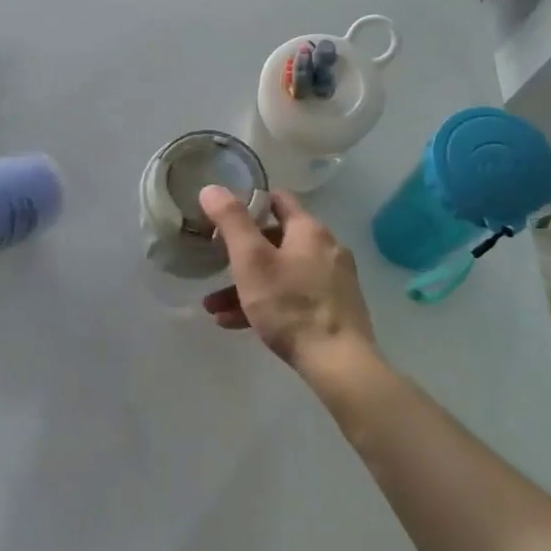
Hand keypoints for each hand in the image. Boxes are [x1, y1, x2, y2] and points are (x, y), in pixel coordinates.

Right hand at [199, 186, 375, 372]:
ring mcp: (334, 280)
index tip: (223, 217)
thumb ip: (231, 221)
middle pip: (277, 240)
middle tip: (215, 266)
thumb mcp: (251, 260)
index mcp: (309, 230)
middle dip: (241, 254)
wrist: (338, 363)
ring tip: (214, 307)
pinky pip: (293, 296)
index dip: (249, 203)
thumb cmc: (290, 305)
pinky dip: (266, 303)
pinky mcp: (335, 308)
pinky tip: (236, 323)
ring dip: (248, 285)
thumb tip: (212, 187)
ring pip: (282, 272)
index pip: (278, 200)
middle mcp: (326, 249)